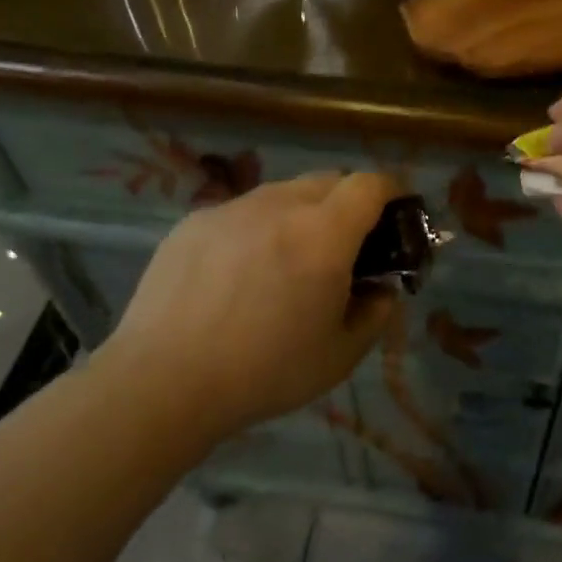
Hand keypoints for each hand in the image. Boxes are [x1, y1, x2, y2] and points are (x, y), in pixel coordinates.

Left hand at [91, 171, 398, 442]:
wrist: (163, 381)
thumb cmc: (264, 372)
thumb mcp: (340, 356)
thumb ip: (375, 314)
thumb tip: (381, 289)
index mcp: (324, 235)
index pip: (370, 184)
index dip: (392, 190)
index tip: (397, 211)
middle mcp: (279, 206)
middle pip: (329, 180)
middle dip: (348, 203)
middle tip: (344, 247)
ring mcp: (231, 209)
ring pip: (282, 193)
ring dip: (301, 214)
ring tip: (287, 262)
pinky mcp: (194, 222)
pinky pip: (241, 212)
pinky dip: (257, 229)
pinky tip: (238, 275)